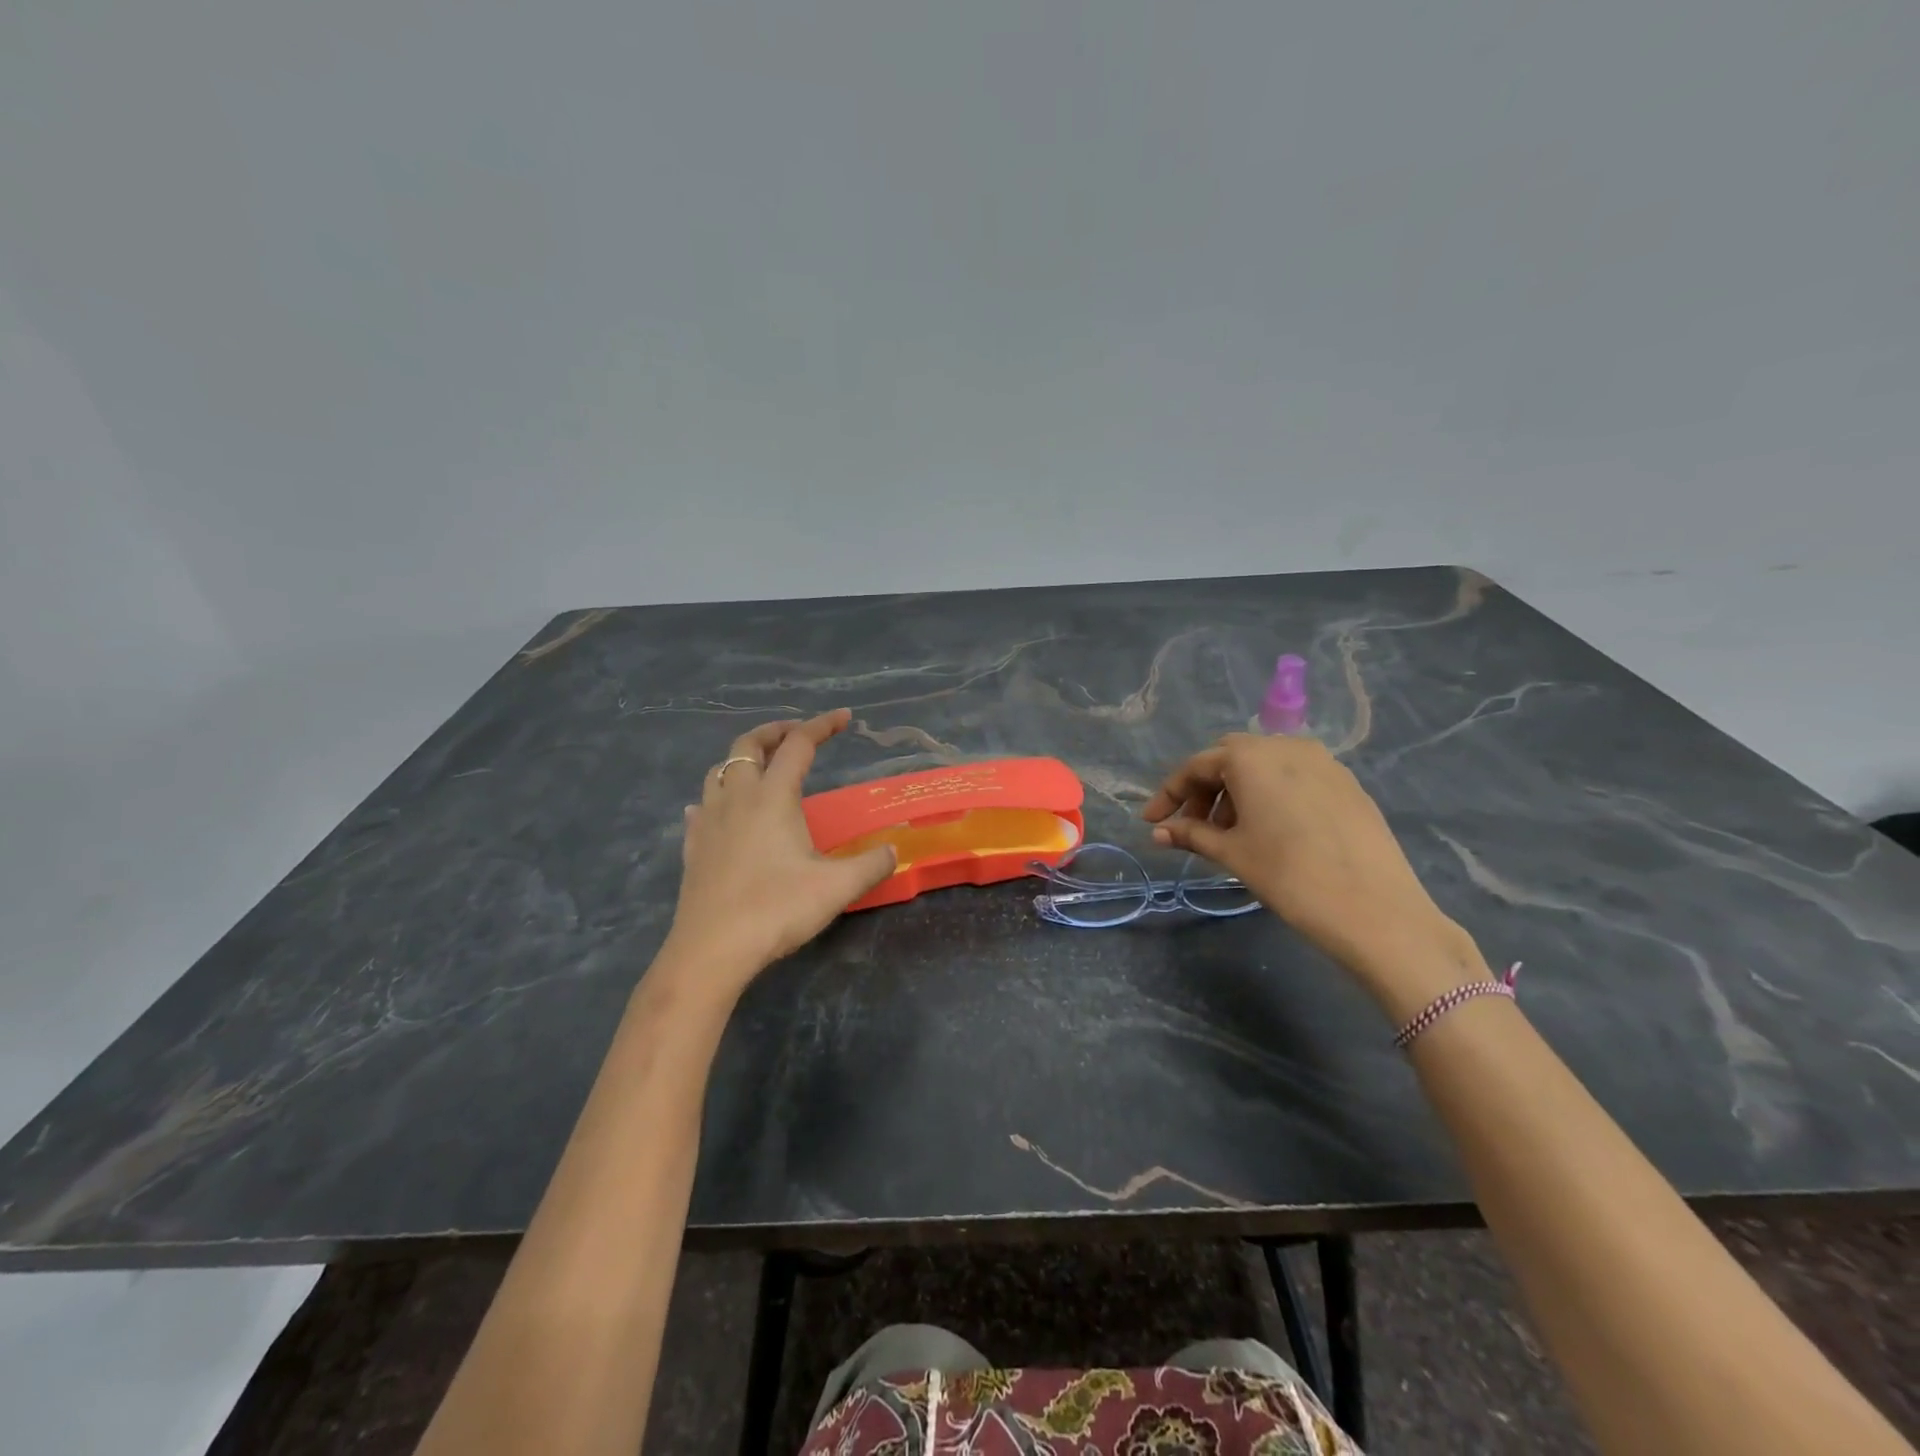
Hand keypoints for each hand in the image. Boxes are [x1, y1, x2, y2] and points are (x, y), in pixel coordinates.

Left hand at [661, 709, 895, 999]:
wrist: (711, 950)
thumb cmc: (777, 909)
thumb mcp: (837, 888)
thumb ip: (871, 864)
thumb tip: (895, 850)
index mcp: (773, 797)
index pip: (799, 745)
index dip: (822, 726)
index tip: (844, 717)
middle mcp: (737, 798)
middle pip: (748, 745)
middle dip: (775, 731)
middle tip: (796, 734)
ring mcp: (709, 822)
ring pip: (719, 771)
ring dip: (742, 760)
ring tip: (761, 769)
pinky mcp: (693, 848)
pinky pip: (702, 807)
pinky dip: (716, 797)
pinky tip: (720, 812)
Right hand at [1142, 734, 1481, 997]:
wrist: (1374, 909)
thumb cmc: (1289, 875)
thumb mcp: (1232, 853)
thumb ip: (1191, 834)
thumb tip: (1158, 832)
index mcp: (1250, 756)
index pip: (1196, 766)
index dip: (1169, 795)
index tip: (1152, 822)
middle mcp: (1286, 746)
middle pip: (1230, 758)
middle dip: (1205, 789)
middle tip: (1193, 826)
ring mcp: (1323, 762)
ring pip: (1264, 765)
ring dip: (1237, 792)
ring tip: (1231, 834)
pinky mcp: (1347, 784)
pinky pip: (1295, 777)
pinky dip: (1270, 794)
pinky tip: (1270, 831)